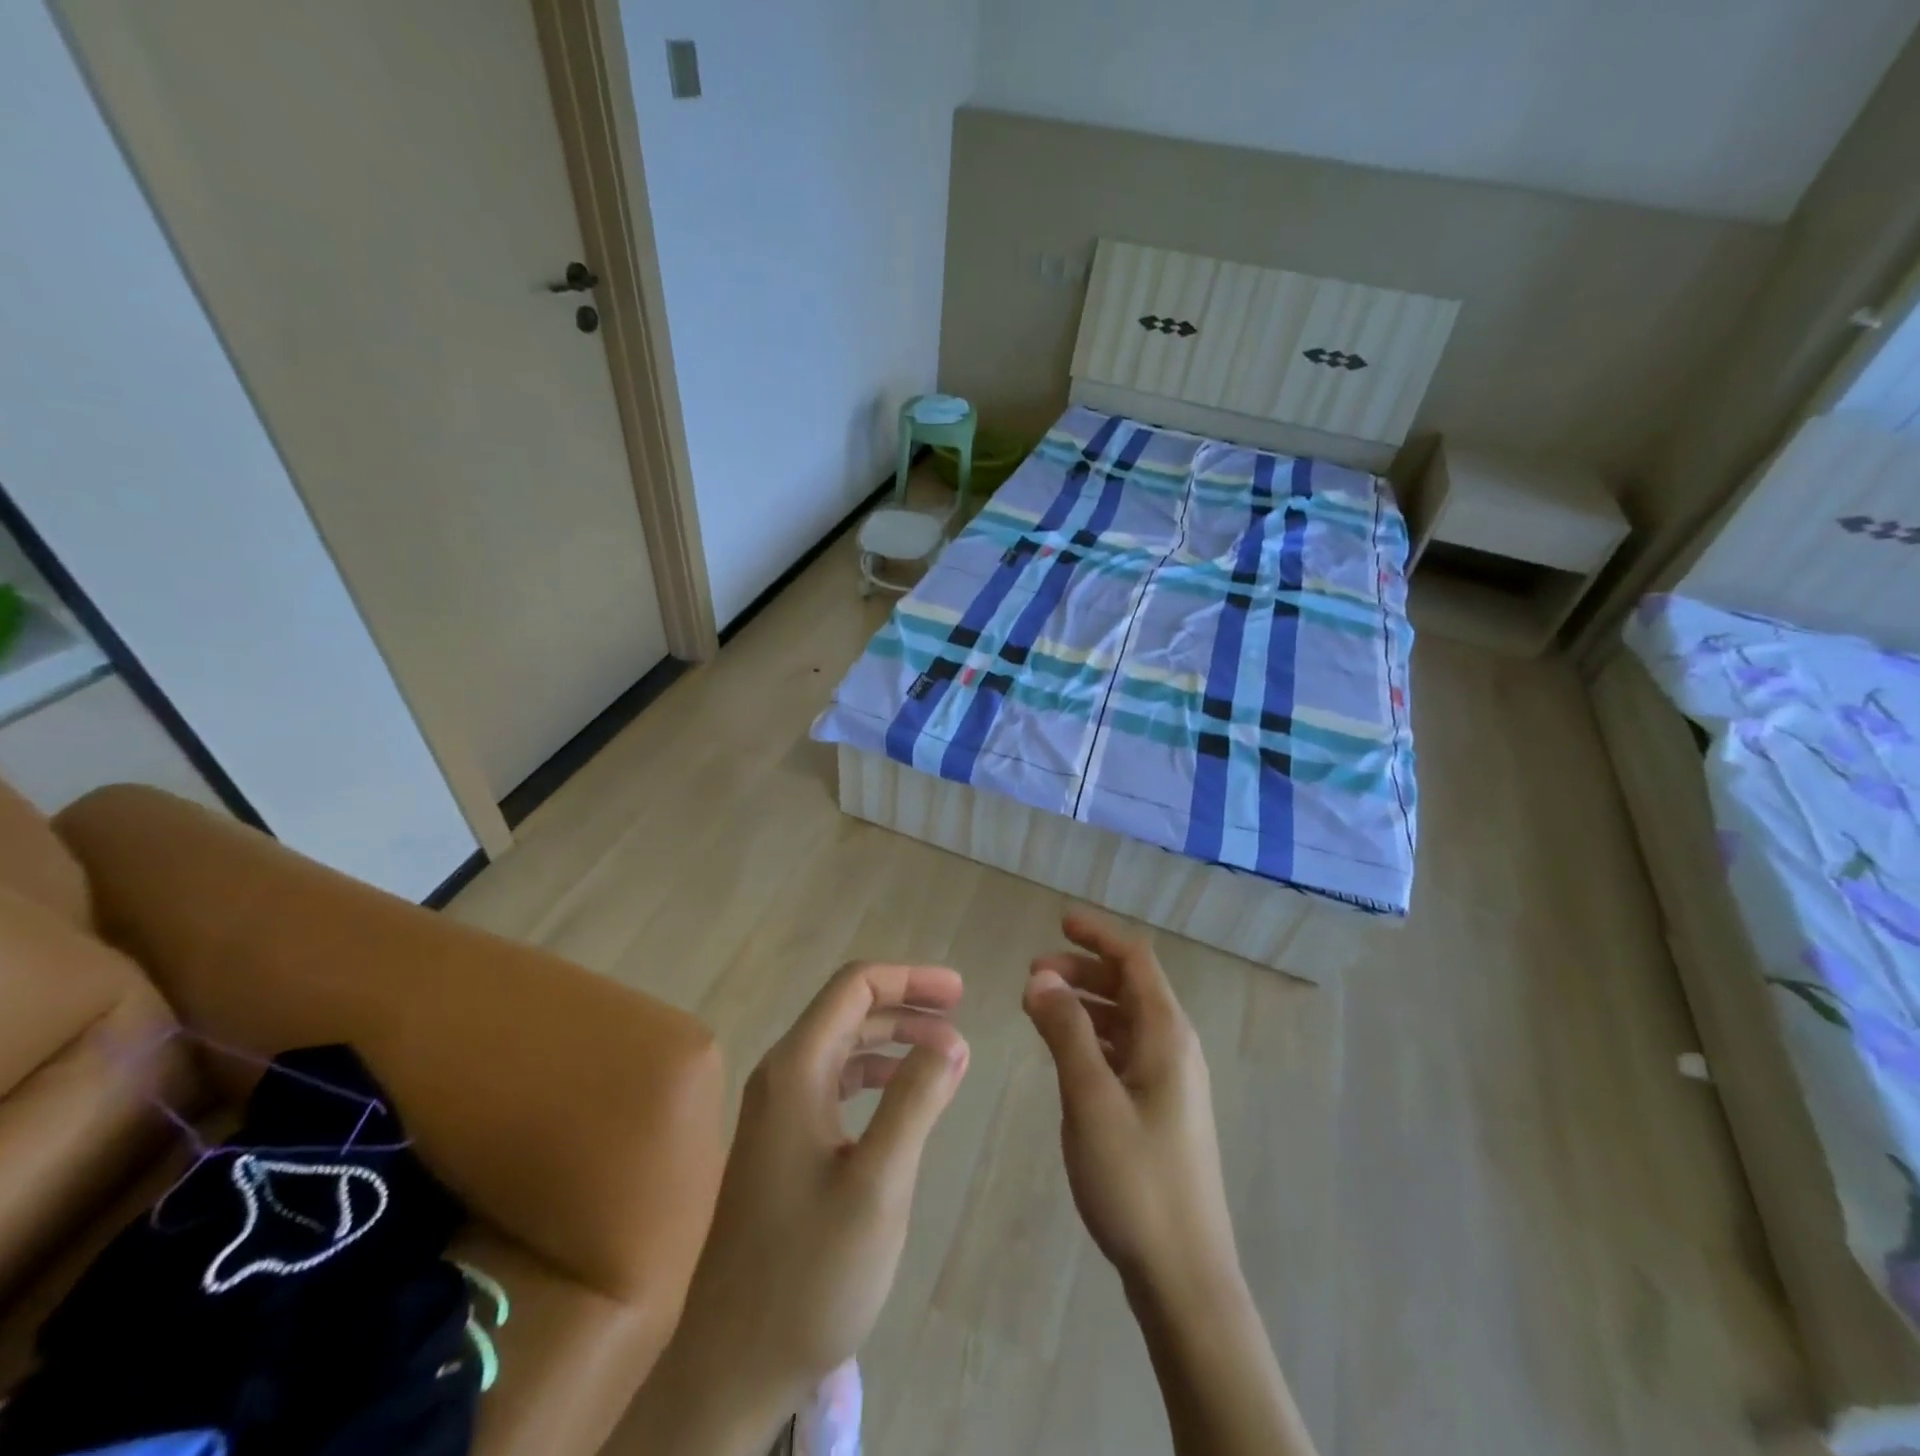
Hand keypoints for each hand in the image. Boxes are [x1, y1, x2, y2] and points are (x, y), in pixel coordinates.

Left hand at [632, 961, 968, 1453]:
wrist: (731, 1367)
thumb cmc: (809, 1273)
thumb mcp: (879, 1184)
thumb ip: (916, 1101)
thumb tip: (952, 1038)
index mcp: (796, 1069)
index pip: (854, 987)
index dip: (909, 978)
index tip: (960, 993)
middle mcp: (780, 1077)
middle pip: (848, 1010)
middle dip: (906, 1005)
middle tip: (961, 1017)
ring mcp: (776, 1112)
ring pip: (842, 1047)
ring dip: (894, 1040)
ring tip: (945, 1054)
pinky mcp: (781, 1144)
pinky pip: (834, 1084)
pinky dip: (875, 1075)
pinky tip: (903, 1096)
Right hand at [1024, 914, 1239, 1305]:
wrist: (1184, 1276)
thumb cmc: (1136, 1180)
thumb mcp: (1090, 1099)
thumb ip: (1065, 1032)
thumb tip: (1040, 977)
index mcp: (1167, 1035)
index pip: (1135, 960)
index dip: (1098, 936)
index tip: (1059, 922)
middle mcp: (1175, 1048)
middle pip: (1130, 986)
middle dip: (1083, 970)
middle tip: (1033, 974)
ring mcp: (1171, 1082)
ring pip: (1126, 1020)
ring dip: (1086, 1004)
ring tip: (1040, 1007)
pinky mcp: (1161, 1110)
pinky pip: (1125, 1051)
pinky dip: (1094, 1037)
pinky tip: (1066, 1052)